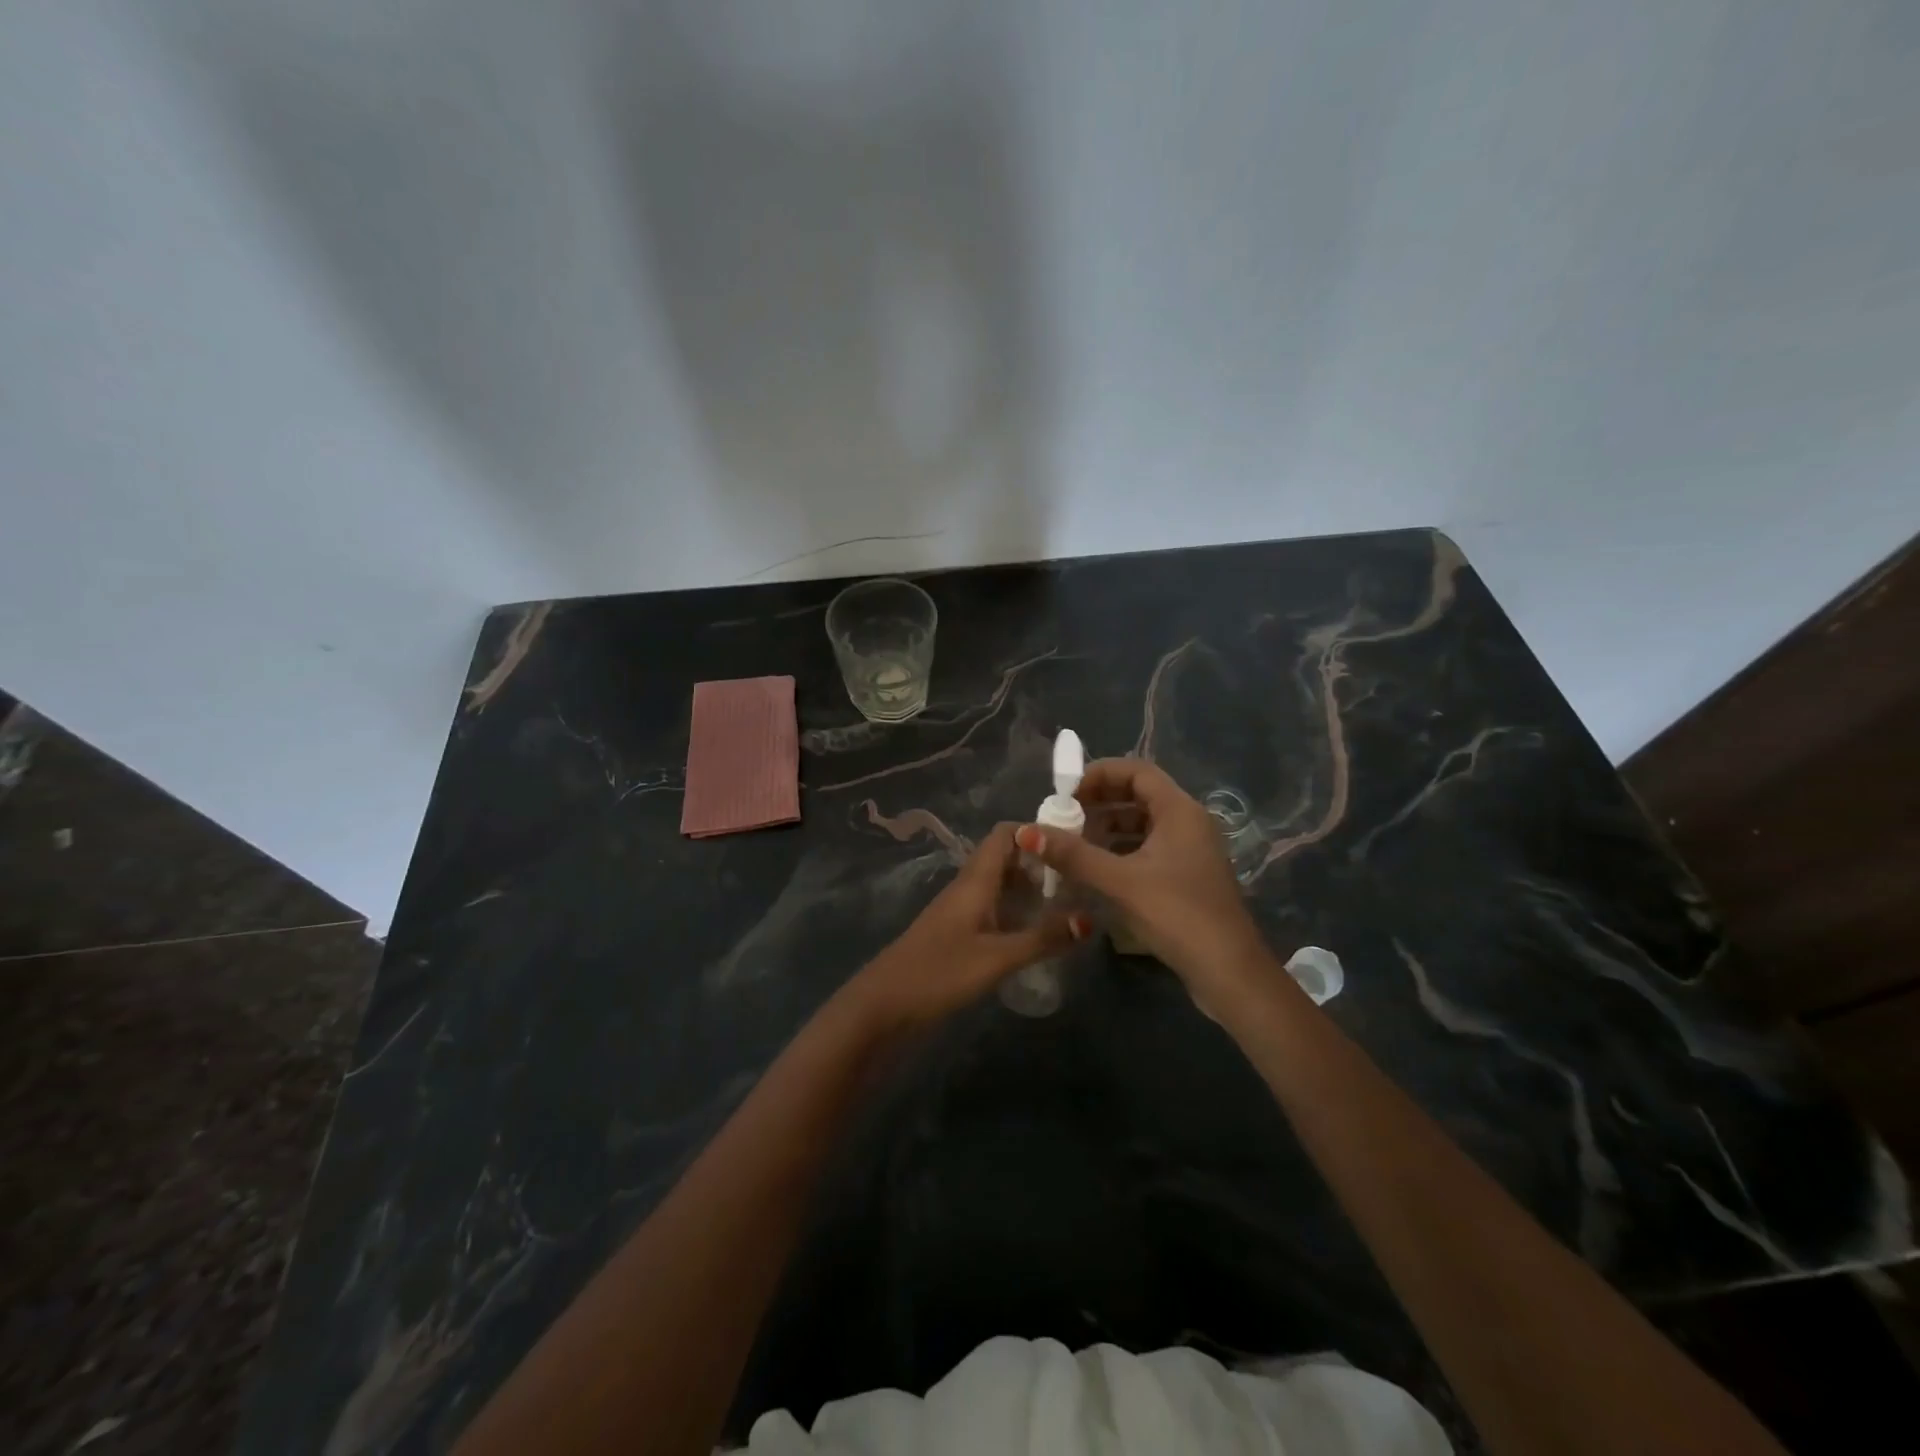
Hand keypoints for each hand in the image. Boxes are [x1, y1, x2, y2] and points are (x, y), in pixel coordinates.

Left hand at [844, 823, 1084, 1034]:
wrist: (883, 1007)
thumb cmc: (938, 973)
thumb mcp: (996, 958)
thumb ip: (1042, 938)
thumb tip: (1090, 918)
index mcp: (974, 880)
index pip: (1004, 834)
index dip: (1036, 831)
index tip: (1074, 844)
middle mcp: (967, 888)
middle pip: (1006, 858)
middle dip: (1041, 861)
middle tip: (1081, 876)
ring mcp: (961, 912)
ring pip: (1000, 885)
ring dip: (1031, 887)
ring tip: (1070, 902)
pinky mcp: (958, 935)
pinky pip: (993, 909)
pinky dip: (1017, 911)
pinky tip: (1038, 932)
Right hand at [1016, 758, 1266, 995]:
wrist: (1228, 972)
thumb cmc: (1177, 914)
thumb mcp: (1120, 881)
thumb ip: (1073, 855)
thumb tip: (1026, 832)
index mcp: (1180, 810)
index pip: (1136, 771)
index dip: (1099, 774)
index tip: (1065, 793)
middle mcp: (1188, 822)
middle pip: (1138, 795)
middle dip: (1098, 802)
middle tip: (1062, 818)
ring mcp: (1189, 851)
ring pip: (1141, 825)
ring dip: (1106, 829)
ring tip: (1071, 844)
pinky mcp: (1186, 877)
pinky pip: (1147, 849)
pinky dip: (1119, 852)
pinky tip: (1093, 870)